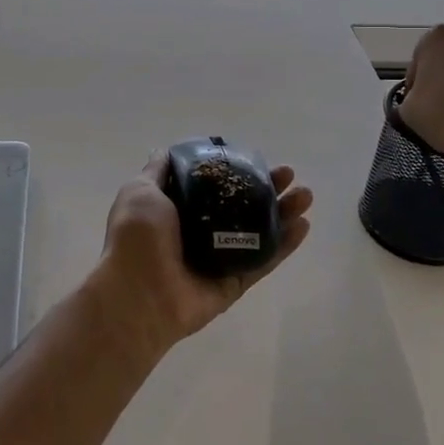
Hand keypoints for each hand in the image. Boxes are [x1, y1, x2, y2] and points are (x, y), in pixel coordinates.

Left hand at [88, 154, 312, 357]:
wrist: (139, 294)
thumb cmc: (137, 238)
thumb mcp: (140, 192)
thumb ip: (157, 172)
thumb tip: (164, 150)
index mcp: (176, 210)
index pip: (213, 185)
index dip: (235, 170)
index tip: (255, 157)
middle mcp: (199, 232)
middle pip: (242, 205)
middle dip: (267, 188)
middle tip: (289, 174)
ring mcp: (219, 258)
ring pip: (259, 231)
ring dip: (284, 212)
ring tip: (306, 195)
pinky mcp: (234, 283)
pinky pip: (264, 260)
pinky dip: (285, 245)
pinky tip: (304, 225)